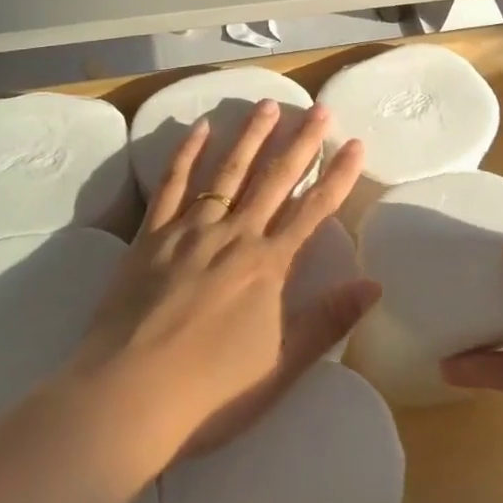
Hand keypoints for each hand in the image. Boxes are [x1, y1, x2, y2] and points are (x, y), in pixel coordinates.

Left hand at [70, 100, 380, 464]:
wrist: (128, 397)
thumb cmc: (211, 392)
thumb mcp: (281, 365)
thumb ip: (327, 321)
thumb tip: (374, 284)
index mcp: (268, 265)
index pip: (314, 209)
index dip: (338, 175)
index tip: (355, 143)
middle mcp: (234, 235)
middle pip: (274, 179)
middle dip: (301, 142)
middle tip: (319, 108)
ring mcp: (190, 230)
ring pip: (227, 172)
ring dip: (250, 137)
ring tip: (269, 105)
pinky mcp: (151, 235)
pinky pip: (173, 185)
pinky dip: (187, 153)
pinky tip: (200, 128)